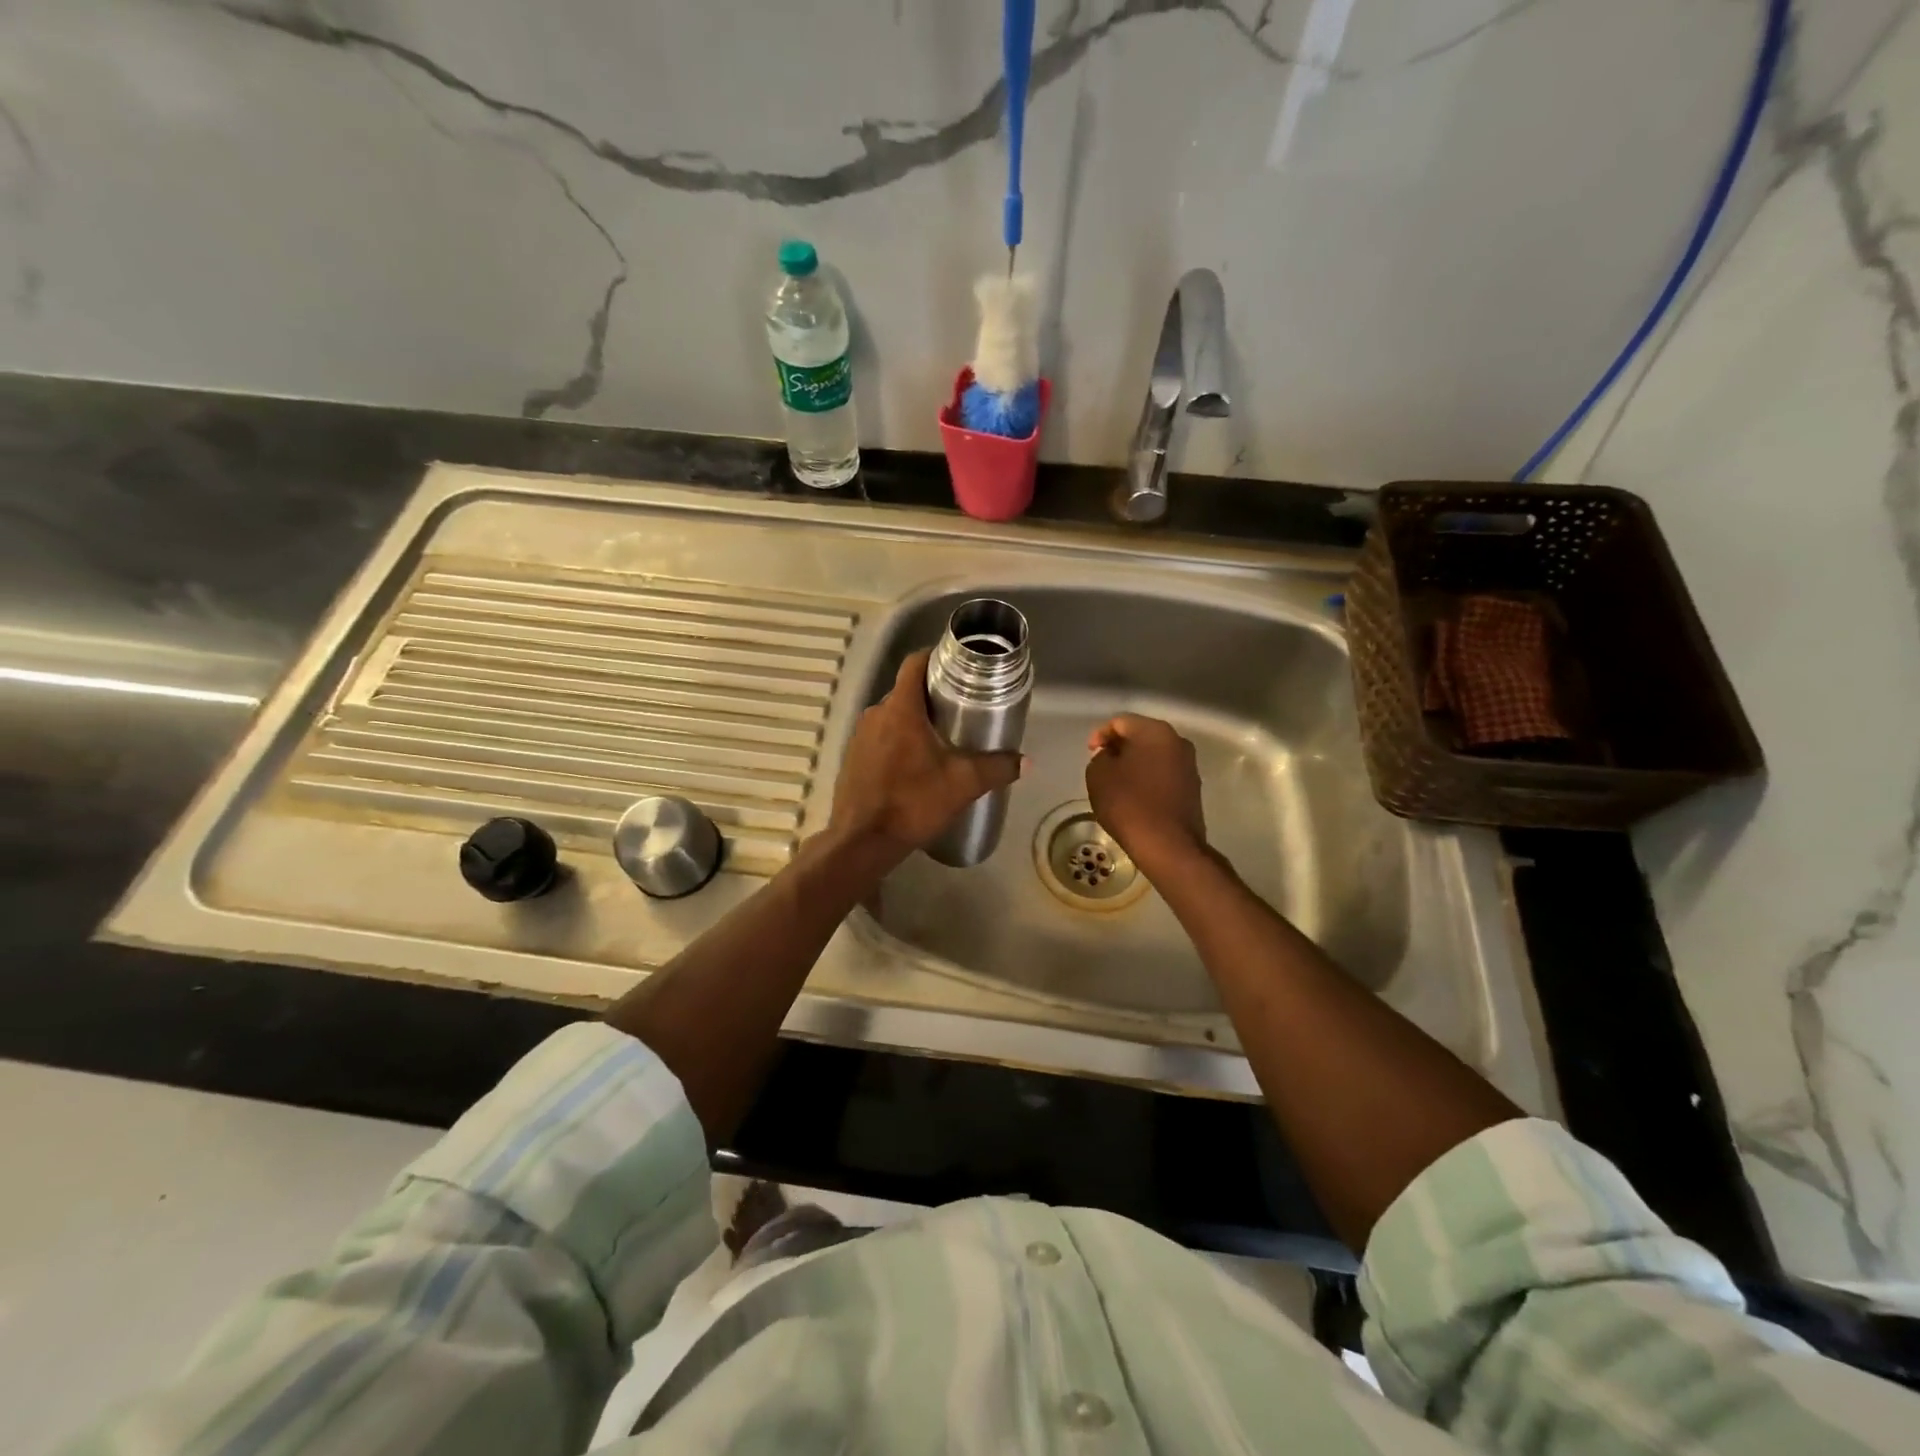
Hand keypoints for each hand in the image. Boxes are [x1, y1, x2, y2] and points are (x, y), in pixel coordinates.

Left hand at [828, 649, 1023, 865]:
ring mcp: (860, 736)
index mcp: (900, 708)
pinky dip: (899, 740)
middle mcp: (875, 714)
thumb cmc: (913, 802)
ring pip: (893, 715)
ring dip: (916, 720)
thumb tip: (1026, 762)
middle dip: (933, 695)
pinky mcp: (853, 758)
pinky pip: (880, 737)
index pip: (914, 663)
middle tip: (962, 708)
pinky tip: (916, 763)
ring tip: (943, 737)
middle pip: (906, 690)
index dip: (936, 657)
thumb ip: (997, 768)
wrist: (862, 841)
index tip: (959, 666)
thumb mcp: (963, 784)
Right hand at [1085, 714, 1207, 878]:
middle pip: (1141, 736)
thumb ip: (1101, 757)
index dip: (1100, 734)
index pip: (1120, 722)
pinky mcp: (1192, 788)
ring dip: (1134, 763)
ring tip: (1117, 782)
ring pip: (1154, 755)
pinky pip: (1164, 774)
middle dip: (1119, 747)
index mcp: (1155, 732)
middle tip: (1101, 765)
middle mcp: (1178, 742)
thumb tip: (1112, 757)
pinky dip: (1147, 778)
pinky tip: (1135, 796)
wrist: (1168, 845)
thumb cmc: (1129, 804)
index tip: (1090, 753)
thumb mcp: (1098, 775)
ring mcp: (1189, 765)